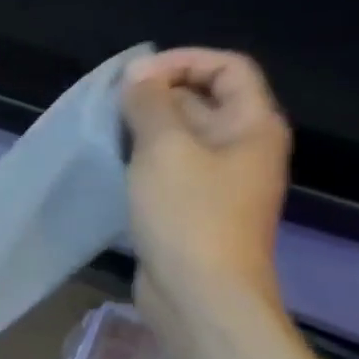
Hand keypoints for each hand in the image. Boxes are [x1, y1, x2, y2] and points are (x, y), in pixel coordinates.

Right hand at [121, 49, 290, 321]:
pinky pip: (170, 167)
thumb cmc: (189, 214)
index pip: (227, 68)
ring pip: (182, 135)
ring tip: (106, 130)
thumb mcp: (164, 148)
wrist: (201, 297)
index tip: (135, 76)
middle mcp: (242, 148)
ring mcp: (219, 181)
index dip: (183, 61)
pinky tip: (113, 163)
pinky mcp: (194, 208)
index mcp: (252, 126)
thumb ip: (149, 103)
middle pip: (204, 99)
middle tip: (111, 104)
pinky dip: (143, 158)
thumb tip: (139, 75)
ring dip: (145, 126)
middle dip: (157, 94)